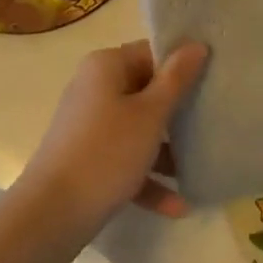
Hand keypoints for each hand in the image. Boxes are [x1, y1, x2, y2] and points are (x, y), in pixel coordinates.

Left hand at [17, 40, 207, 242]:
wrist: (49, 217)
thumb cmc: (106, 153)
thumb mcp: (150, 115)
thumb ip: (176, 79)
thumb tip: (197, 44)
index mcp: (106, 66)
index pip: (151, 54)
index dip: (181, 66)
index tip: (212, 83)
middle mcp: (94, 88)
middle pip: (146, 91)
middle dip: (177, 113)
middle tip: (212, 123)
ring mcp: (88, 125)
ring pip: (137, 129)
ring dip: (166, 150)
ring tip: (199, 168)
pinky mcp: (86, 159)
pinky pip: (124, 159)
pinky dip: (147, 178)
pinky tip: (178, 206)